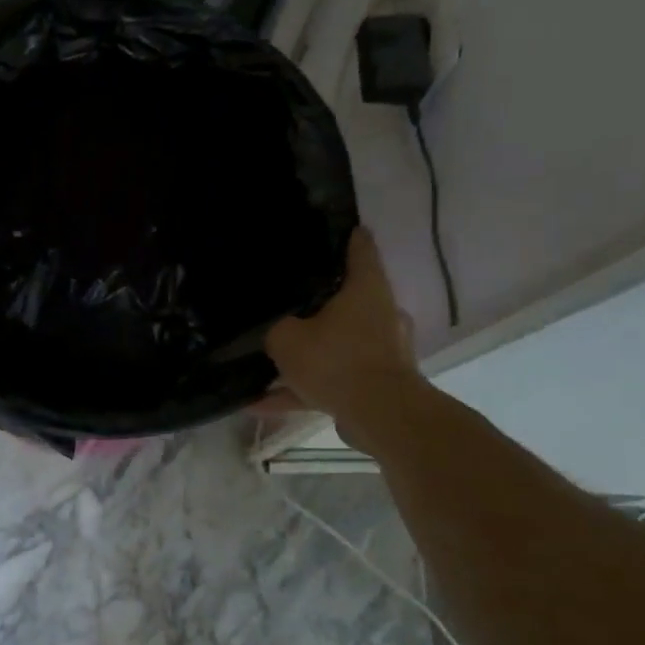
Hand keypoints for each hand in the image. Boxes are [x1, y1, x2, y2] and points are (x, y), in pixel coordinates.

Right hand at [263, 229, 424, 439]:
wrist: (381, 416)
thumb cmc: (336, 361)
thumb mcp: (286, 339)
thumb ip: (277, 329)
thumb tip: (278, 330)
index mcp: (366, 291)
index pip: (361, 252)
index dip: (350, 238)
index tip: (343, 228)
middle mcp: (381, 316)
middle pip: (350, 301)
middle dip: (323, 303)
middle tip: (292, 301)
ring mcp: (383, 352)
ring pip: (338, 346)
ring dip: (307, 356)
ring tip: (268, 365)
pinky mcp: (376, 386)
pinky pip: (332, 382)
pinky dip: (302, 390)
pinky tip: (261, 404)